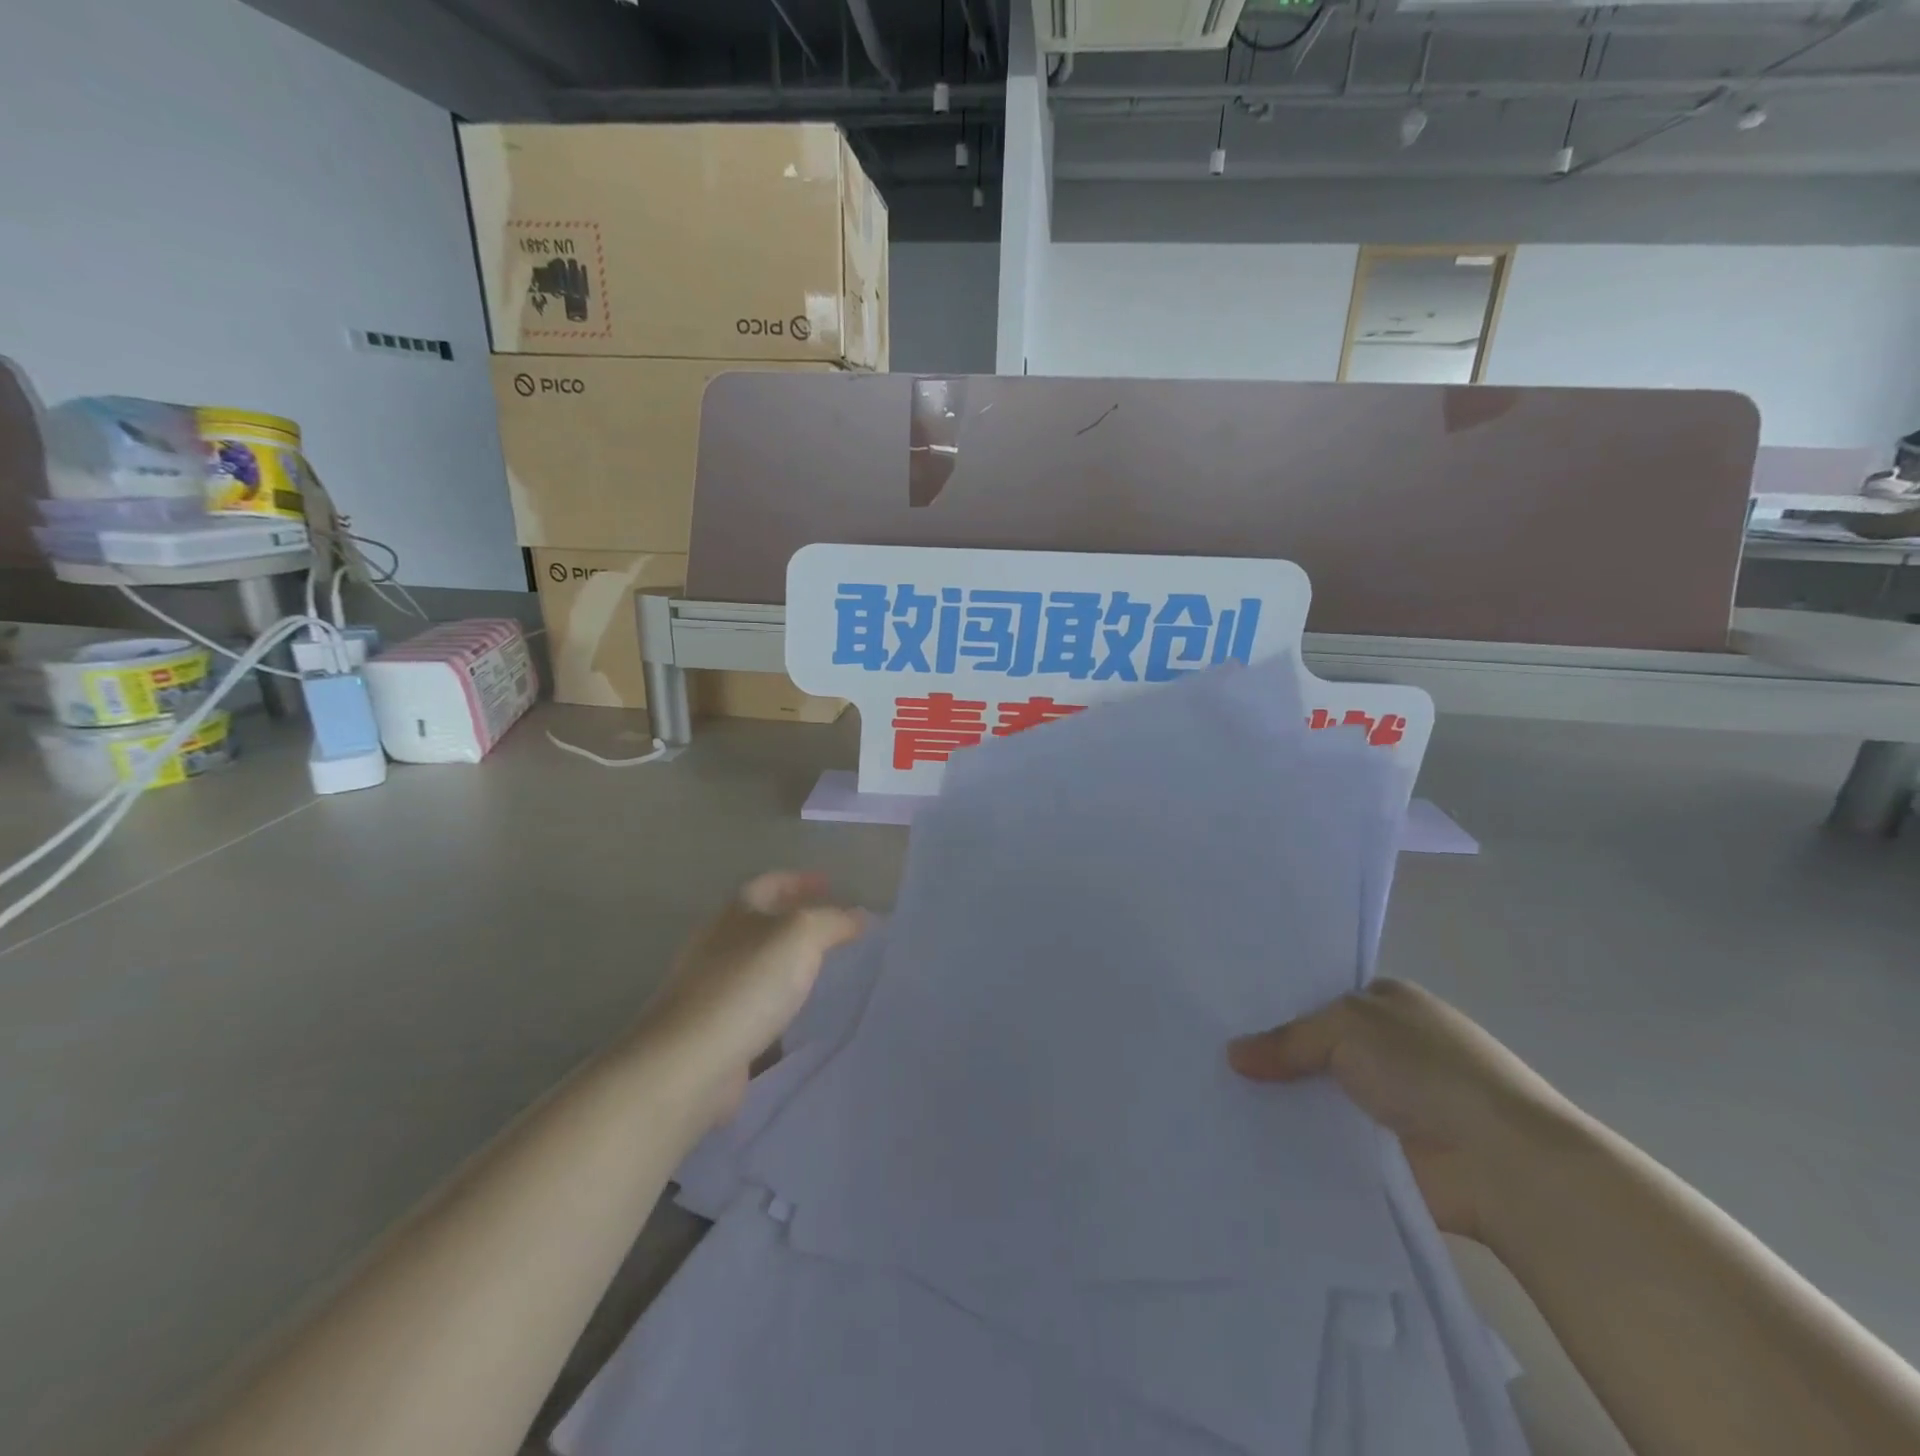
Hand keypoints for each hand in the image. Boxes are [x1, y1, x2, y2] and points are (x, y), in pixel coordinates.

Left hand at [637, 872, 865, 1127]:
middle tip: (835, 927)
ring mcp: (712, 990)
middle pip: (762, 923)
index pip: (771, 883)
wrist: (690, 1062)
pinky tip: (803, 1018)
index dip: (801, 880)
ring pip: (759, 967)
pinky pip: (757, 1009)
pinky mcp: (715, 1031)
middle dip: (796, 921)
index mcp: (735, 913)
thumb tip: (859, 916)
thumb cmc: (746, 984)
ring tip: (826, 970)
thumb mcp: (801, 936)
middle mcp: (719, 945)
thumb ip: (833, 921)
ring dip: (789, 965)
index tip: (831, 883)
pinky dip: (780, 1006)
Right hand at [1228, 979, 1574, 1244]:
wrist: (1502, 1166)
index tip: (1225, 1012)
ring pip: (1317, 1095)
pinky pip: (1326, 1141)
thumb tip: (1233, 1055)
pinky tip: (1246, 1139)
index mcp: (1390, 1005)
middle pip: (1314, 1047)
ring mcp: (1389, 1105)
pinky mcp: (1384, 1156)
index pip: (1320, 996)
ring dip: (1281, 1101)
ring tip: (1215, 1099)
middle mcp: (1390, 1049)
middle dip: (1270, 1054)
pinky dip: (1296, 1142)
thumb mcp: (1346, 1027)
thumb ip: (1287, 1040)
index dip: (1277, 1003)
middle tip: (1208, 1056)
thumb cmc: (1427, 1070)